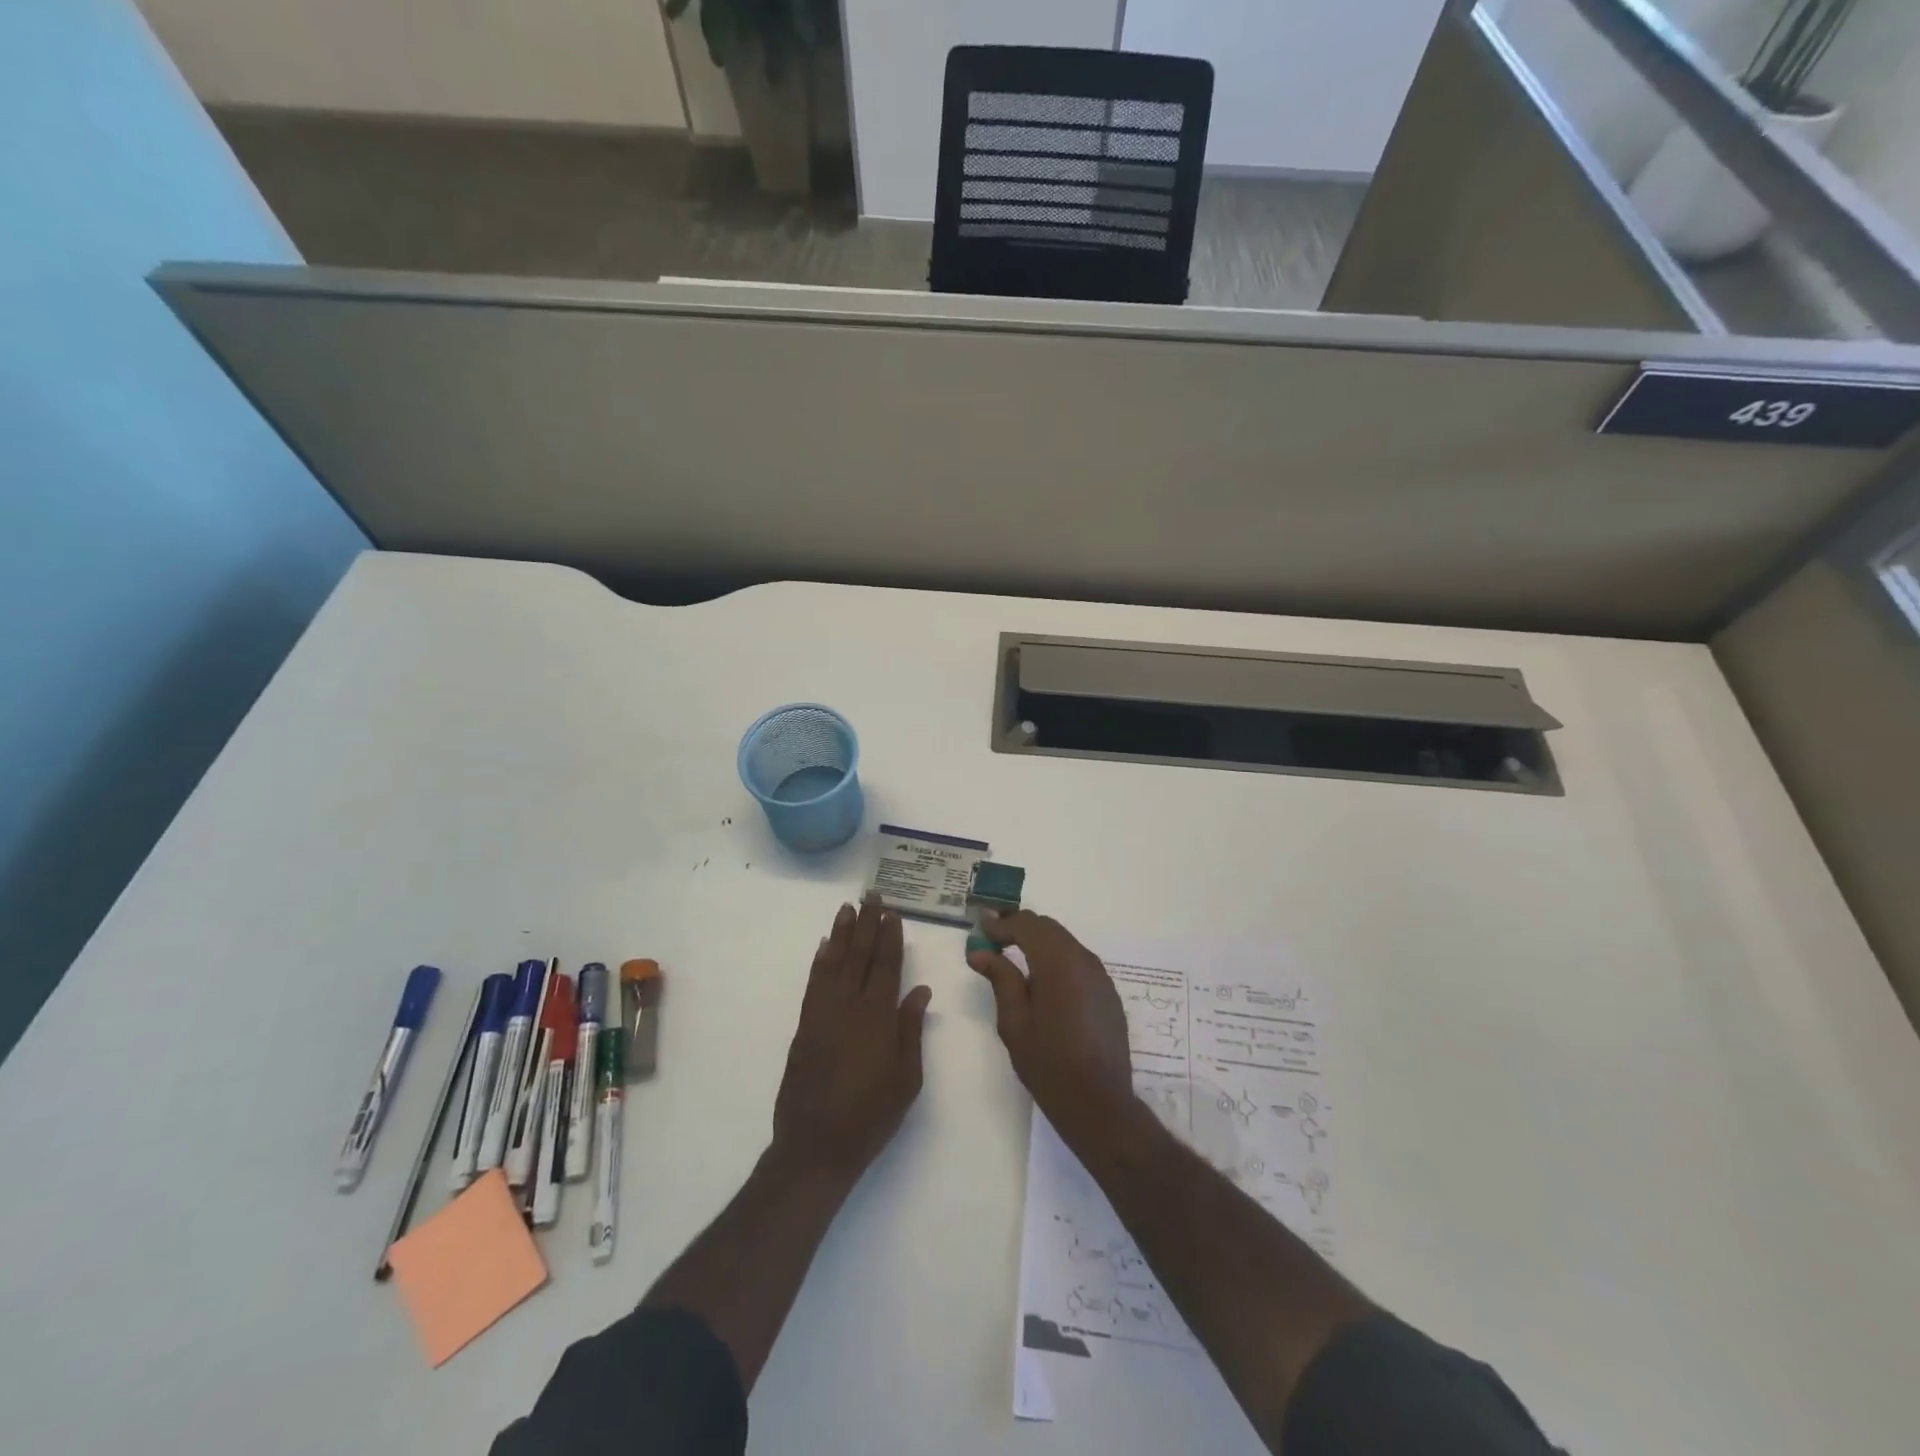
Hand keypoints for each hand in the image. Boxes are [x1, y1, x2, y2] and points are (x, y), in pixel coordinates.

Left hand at [772, 897, 932, 1183]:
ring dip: (841, 933)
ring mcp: (822, 1014)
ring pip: (833, 963)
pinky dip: (819, 961)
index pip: (885, 966)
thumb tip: (919, 990)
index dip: (889, 937)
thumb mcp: (906, 1078)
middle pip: (858, 955)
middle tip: (870, 895)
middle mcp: (848, 1006)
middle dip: (866, 923)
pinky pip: (813, 983)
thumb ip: (911, 1029)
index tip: (892, 912)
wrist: (816, 1145)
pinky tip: (824, 947)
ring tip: (847, 908)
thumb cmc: (871, 1115)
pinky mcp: (804, 1026)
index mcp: (877, 1017)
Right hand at [967, 911, 1134, 1146]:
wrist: (1098, 1102)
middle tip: (994, 942)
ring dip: (1040, 944)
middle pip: (1048, 928)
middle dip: (1020, 929)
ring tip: (1016, 960)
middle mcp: (1084, 959)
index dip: (1002, 924)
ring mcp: (1101, 976)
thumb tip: (980, 952)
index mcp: (1058, 962)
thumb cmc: (1048, 1063)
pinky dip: (1058, 960)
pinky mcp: (1108, 993)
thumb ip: (1000, 979)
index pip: (1027, 924)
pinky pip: (1079, 962)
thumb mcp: (1014, 1022)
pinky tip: (1045, 983)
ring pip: (1066, 943)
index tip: (981, 930)